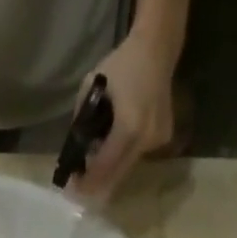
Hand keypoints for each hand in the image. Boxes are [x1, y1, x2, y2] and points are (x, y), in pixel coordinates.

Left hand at [70, 28, 177, 201]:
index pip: (104, 166)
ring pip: (128, 166)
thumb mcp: (91, 88)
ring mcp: (157, 141)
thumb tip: (75, 150)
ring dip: (111, 170)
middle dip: (97, 183)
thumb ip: (82, 122)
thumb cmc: (121, 64)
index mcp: (127, 126)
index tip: (72, 188)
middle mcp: (145, 139)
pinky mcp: (164, 138)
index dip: (88, 181)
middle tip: (80, 188)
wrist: (157, 49)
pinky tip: (115, 148)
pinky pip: (138, 155)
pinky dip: (124, 156)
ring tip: (93, 169)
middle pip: (117, 174)